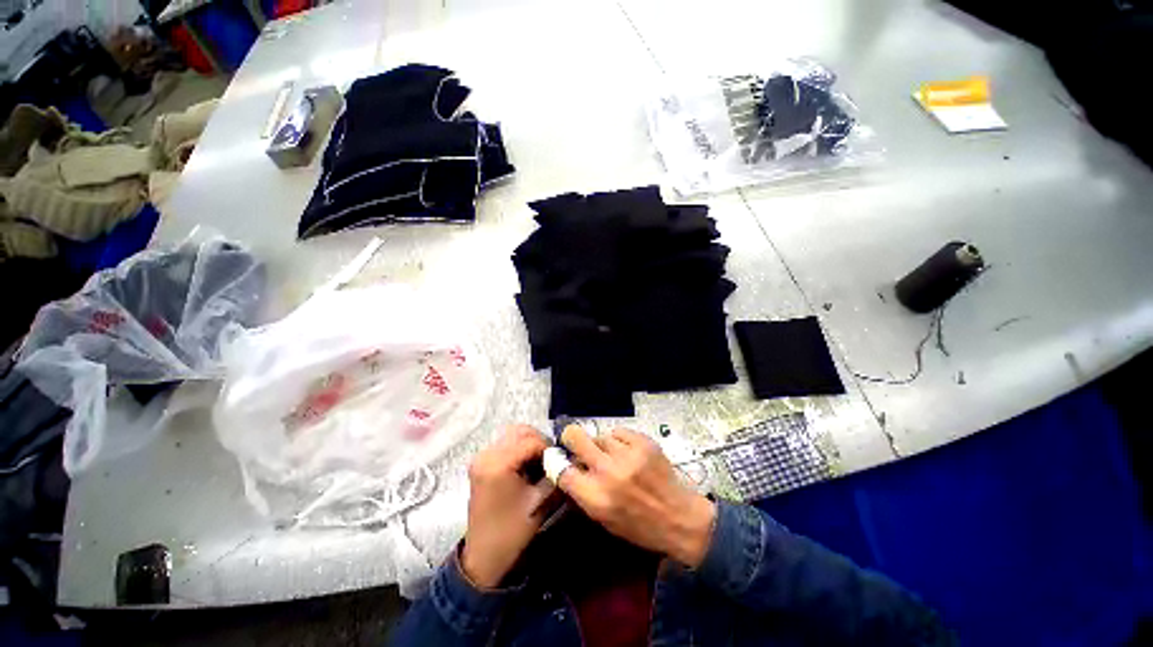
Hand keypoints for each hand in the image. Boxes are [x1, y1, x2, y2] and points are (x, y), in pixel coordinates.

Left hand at [461, 425, 553, 588]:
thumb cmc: (511, 533)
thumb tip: (570, 459)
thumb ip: (555, 476)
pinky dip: (520, 449)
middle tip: (551, 459)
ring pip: (513, 435)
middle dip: (539, 442)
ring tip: (541, 463)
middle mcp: (486, 455)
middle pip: (520, 432)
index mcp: (498, 464)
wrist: (483, 557)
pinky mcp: (482, 463)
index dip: (550, 448)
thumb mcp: (539, 504)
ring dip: (530, 444)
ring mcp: (482, 457)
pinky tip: (527, 466)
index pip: (531, 441)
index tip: (561, 460)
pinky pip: (506, 444)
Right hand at [556, 425, 715, 567]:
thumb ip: (584, 492)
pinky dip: (620, 440)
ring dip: (602, 445)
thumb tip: (571, 467)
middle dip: (571, 437)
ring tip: (614, 456)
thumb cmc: (639, 526)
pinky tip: (628, 452)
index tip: (560, 458)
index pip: (562, 469)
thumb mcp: (604, 519)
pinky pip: (620, 432)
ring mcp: (627, 454)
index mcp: (595, 498)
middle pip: (575, 437)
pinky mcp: (643, 442)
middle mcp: (608, 472)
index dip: (558, 462)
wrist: (680, 518)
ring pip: (600, 435)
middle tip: (575, 441)